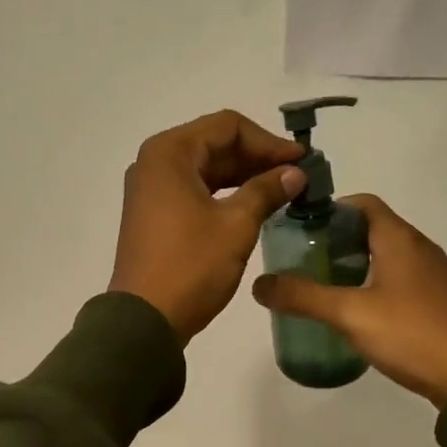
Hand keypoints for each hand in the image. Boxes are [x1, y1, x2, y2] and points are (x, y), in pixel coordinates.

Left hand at [109, 110, 307, 341]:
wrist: (145, 320)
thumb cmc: (190, 265)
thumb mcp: (236, 225)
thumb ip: (267, 190)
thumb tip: (295, 173)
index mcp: (170, 153)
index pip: (228, 126)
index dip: (268, 141)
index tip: (301, 161)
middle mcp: (155, 162)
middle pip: (215, 144)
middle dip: (258, 157)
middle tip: (297, 176)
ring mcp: (151, 189)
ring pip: (206, 169)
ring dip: (243, 176)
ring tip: (283, 191)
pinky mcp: (154, 214)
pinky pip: (195, 190)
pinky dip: (224, 194)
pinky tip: (254, 206)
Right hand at [251, 195, 446, 407]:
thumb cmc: (411, 333)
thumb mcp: (349, 313)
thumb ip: (302, 297)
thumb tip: (259, 284)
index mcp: (400, 239)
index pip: (363, 204)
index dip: (330, 210)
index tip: (299, 229)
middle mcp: (418, 248)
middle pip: (371, 229)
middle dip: (334, 240)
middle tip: (301, 261)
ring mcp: (431, 276)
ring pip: (384, 256)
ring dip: (352, 264)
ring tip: (320, 286)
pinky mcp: (435, 301)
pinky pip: (397, 280)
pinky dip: (371, 284)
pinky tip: (354, 311)